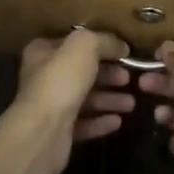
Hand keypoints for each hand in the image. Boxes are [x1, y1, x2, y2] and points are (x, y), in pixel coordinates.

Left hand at [12, 29, 134, 173]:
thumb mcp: (85, 46)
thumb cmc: (61, 81)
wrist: (42, 133)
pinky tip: (118, 121)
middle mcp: (44, 77)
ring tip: (131, 103)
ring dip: (109, 99)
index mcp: (43, 52)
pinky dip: (101, 121)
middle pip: (82, 72)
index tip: (124, 52)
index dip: (100, 45)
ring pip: (85, 98)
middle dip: (108, 75)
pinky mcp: (58, 132)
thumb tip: (121, 46)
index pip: (74, 43)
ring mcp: (51, 106)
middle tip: (130, 78)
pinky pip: (84, 123)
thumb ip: (104, 40)